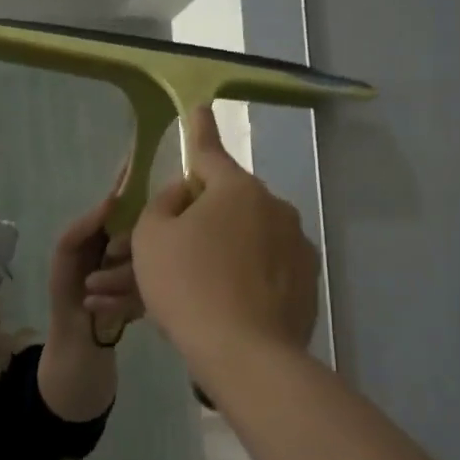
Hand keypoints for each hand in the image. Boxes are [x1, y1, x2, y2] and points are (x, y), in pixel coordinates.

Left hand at [50, 181, 143, 336]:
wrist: (77, 339)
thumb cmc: (67, 291)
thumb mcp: (66, 252)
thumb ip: (83, 225)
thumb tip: (113, 200)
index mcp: (110, 231)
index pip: (124, 202)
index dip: (129, 183)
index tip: (137, 161)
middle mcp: (131, 245)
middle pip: (143, 230)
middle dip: (122, 248)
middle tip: (104, 262)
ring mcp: (145, 269)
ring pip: (147, 260)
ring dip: (114, 280)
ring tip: (91, 290)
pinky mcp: (153, 293)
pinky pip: (149, 286)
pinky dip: (119, 300)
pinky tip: (98, 306)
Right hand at [132, 106, 318, 364]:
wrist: (244, 353)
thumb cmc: (187, 284)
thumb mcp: (152, 236)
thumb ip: (164, 203)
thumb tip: (186, 193)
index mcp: (236, 189)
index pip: (210, 151)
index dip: (199, 129)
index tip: (199, 107)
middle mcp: (274, 208)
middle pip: (228, 202)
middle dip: (200, 216)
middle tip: (171, 247)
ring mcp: (297, 246)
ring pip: (248, 238)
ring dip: (223, 249)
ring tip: (195, 285)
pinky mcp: (308, 282)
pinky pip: (266, 268)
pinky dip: (246, 276)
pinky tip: (225, 304)